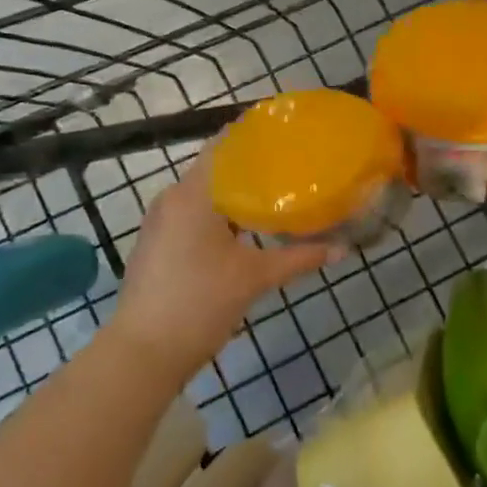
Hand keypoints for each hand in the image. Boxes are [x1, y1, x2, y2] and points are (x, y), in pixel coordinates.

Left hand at [109, 145, 333, 382]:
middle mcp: (172, 198)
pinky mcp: (156, 243)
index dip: (253, 136)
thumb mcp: (254, 278)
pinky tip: (244, 227)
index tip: (285, 133)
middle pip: (215, 168)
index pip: (223, 146)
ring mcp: (160, 221)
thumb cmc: (200, 304)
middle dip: (250, 167)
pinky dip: (218, 213)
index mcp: (193, 194)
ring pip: (203, 194)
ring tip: (274, 193)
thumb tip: (343, 250)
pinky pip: (191, 213)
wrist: (143, 354)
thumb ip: (299, 258)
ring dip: (234, 192)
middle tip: (290, 166)